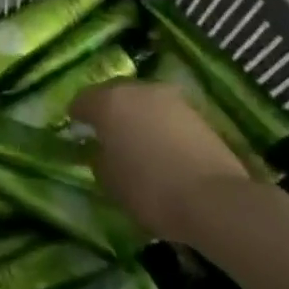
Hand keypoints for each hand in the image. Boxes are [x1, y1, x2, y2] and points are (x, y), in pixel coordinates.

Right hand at [72, 81, 251, 244]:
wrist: (213, 199)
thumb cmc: (148, 189)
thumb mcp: (108, 179)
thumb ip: (97, 156)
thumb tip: (98, 147)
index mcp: (109, 101)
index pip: (82, 100)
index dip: (77, 116)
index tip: (76, 132)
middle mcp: (139, 90)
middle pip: (114, 94)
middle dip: (108, 111)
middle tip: (105, 134)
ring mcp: (171, 98)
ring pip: (143, 102)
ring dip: (136, 116)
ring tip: (135, 142)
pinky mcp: (197, 112)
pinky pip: (166, 114)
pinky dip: (159, 125)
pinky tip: (160, 147)